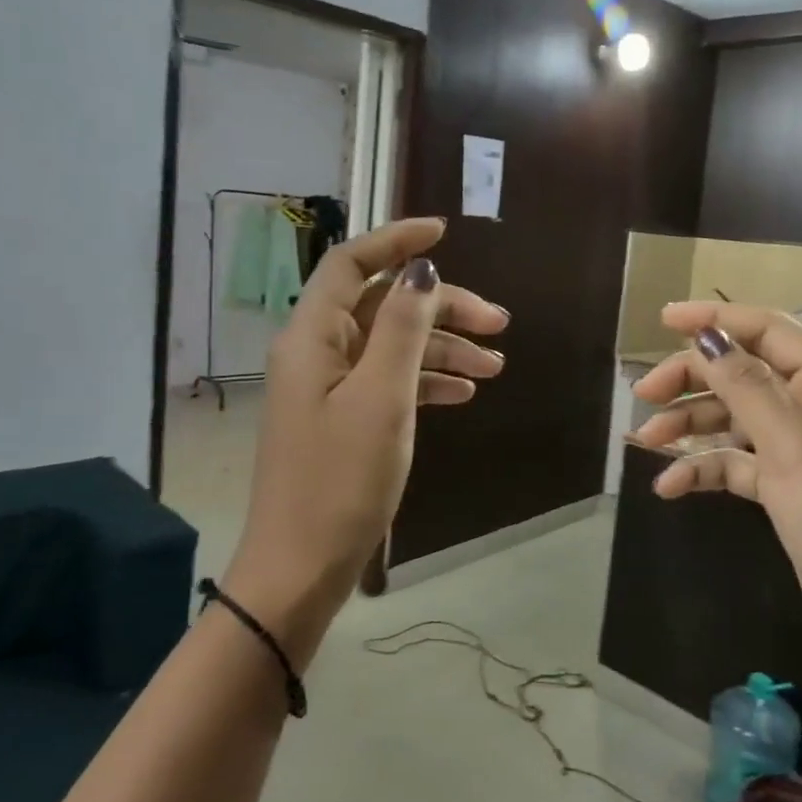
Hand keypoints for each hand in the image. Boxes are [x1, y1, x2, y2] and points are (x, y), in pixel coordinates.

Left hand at [226, 219, 506, 630]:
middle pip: (383, 305)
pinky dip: (425, 381)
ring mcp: (329, 388)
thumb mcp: (382, 397)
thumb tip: (422, 271)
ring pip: (392, 346)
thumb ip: (403, 328)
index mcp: (314, 335)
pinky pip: (388, 382)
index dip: (397, 240)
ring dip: (442, 348)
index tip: (445, 233)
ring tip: (495, 368)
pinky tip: (462, 395)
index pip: (352, 263)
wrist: (300, 568)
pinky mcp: (342, 419)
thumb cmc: (340, 479)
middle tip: (500, 323)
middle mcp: (317, 352)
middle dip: (442, 307)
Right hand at [631, 305, 801, 675]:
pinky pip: (736, 462)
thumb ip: (747, 386)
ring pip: (735, 418)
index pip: (770, 332)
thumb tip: (707, 337)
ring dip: (690, 425)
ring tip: (643, 441)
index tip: (663, 320)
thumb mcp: (793, 448)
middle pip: (745, 373)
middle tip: (643, 395)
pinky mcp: (787, 488)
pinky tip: (669, 486)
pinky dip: (703, 468)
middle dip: (692, 380)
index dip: (716, 320)